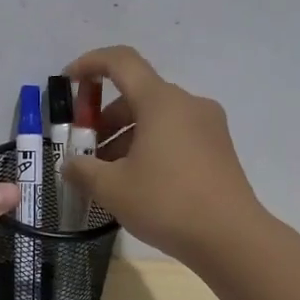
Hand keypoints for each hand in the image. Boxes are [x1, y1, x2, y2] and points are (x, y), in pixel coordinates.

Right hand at [63, 46, 264, 260]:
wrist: (231, 238)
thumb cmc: (167, 202)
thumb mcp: (112, 188)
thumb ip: (82, 170)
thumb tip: (70, 165)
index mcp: (161, 101)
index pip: (121, 61)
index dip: (90, 63)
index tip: (68, 81)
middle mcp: (188, 104)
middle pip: (138, 94)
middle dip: (104, 116)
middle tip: (85, 149)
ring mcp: (208, 126)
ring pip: (157, 117)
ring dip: (126, 135)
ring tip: (108, 173)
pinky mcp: (219, 149)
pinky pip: (176, 134)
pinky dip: (150, 146)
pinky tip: (138, 181)